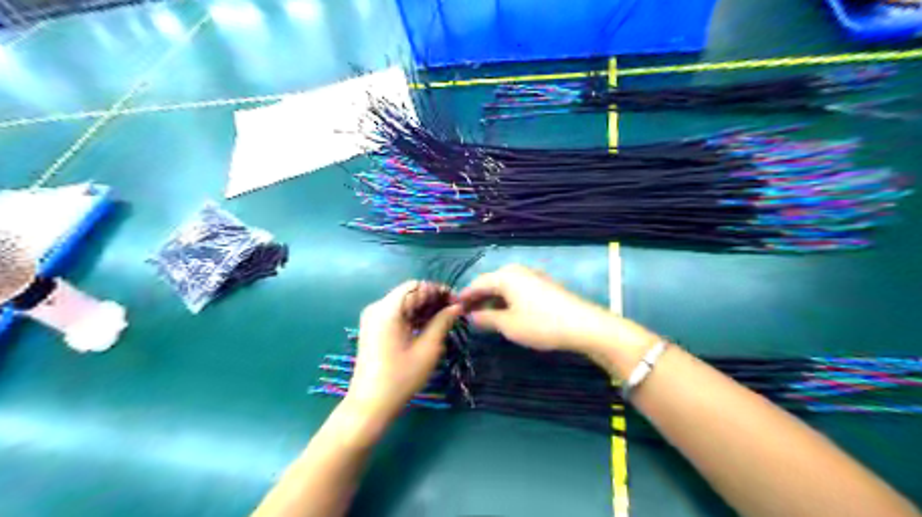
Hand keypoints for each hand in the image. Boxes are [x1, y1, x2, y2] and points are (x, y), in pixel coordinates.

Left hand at [345, 282, 459, 424]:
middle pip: (410, 292)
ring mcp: (373, 317)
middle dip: (432, 299)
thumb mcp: (428, 349)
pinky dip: (412, 315)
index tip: (457, 303)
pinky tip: (427, 326)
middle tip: (454, 312)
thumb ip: (442, 322)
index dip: (439, 291)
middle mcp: (378, 307)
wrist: (369, 404)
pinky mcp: (373, 327)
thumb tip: (456, 307)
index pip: (417, 286)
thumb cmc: (401, 377)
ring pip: (404, 302)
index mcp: (388, 309)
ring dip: (424, 307)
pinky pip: (396, 313)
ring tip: (444, 320)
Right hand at [456, 266, 657, 375]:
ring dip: (493, 300)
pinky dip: (507, 300)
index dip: (465, 296)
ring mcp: (533, 277)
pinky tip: (506, 313)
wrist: (583, 325)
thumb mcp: (509, 325)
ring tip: (484, 316)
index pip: (478, 283)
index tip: (453, 307)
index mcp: (506, 276)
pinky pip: (517, 290)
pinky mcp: (544, 286)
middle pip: (492, 282)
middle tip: (467, 314)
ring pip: (505, 286)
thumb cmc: (541, 324)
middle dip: (478, 297)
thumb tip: (472, 315)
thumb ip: (486, 319)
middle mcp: (518, 271)